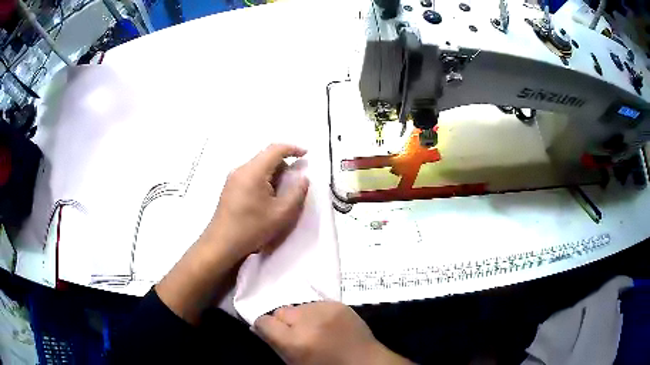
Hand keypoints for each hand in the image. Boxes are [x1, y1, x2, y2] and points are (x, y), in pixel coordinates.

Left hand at [156, 144, 308, 324]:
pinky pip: (250, 174)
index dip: (293, 148)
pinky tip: (265, 199)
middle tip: (294, 183)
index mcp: (253, 171)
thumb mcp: (281, 213)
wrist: (222, 243)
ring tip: (280, 195)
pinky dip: (263, 179)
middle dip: (284, 165)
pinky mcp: (229, 187)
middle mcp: (241, 169)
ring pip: (258, 166)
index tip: (306, 155)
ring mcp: (233, 177)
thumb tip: (302, 177)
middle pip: (266, 157)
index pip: (275, 149)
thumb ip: (296, 192)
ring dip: (273, 174)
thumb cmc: (252, 228)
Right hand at [254, 302, 412, 364]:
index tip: (270, 332)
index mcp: (295, 341)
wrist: (364, 362)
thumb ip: (275, 344)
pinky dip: (316, 313)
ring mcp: (326, 309)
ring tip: (313, 328)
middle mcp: (308, 320)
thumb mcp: (295, 363)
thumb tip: (258, 327)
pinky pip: (316, 303)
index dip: (265, 327)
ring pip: (298, 306)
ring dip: (301, 316)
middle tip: (295, 333)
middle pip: (281, 311)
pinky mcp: (339, 303)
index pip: (264, 321)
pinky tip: (326, 324)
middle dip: (284, 322)